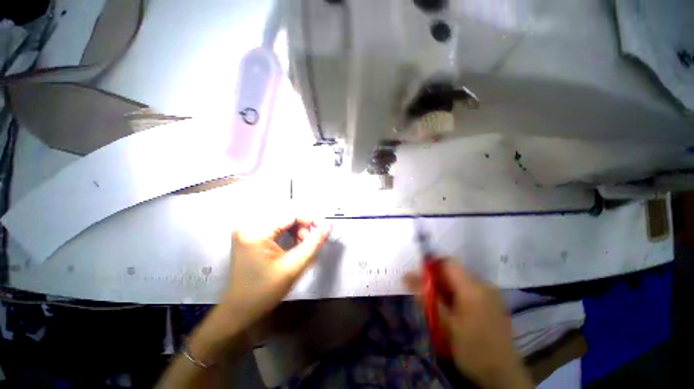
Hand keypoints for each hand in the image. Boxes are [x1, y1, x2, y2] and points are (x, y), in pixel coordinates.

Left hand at [224, 214, 330, 328]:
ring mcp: (246, 229)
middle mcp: (248, 225)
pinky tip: (294, 242)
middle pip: (285, 215)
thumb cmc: (266, 291)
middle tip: (311, 240)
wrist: (240, 309)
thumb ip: (313, 243)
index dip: (311, 219)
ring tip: (302, 243)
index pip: (290, 215)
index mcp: (256, 233)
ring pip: (281, 219)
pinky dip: (288, 231)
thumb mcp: (294, 267)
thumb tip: (328, 226)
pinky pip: (274, 225)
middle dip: (303, 225)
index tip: (324, 228)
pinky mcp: (248, 234)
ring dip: (296, 228)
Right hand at [404, 262, 532, 388]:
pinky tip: (452, 311)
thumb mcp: (444, 324)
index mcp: (472, 288)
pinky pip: (468, 289)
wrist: (504, 376)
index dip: (430, 266)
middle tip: (424, 295)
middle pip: (453, 271)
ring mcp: (490, 293)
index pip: (447, 262)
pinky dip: (455, 295)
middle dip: (436, 279)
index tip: (418, 278)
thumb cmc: (472, 350)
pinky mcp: (493, 302)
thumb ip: (425, 297)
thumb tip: (406, 276)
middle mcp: (484, 285)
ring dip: (444, 288)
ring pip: (459, 280)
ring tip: (437, 306)